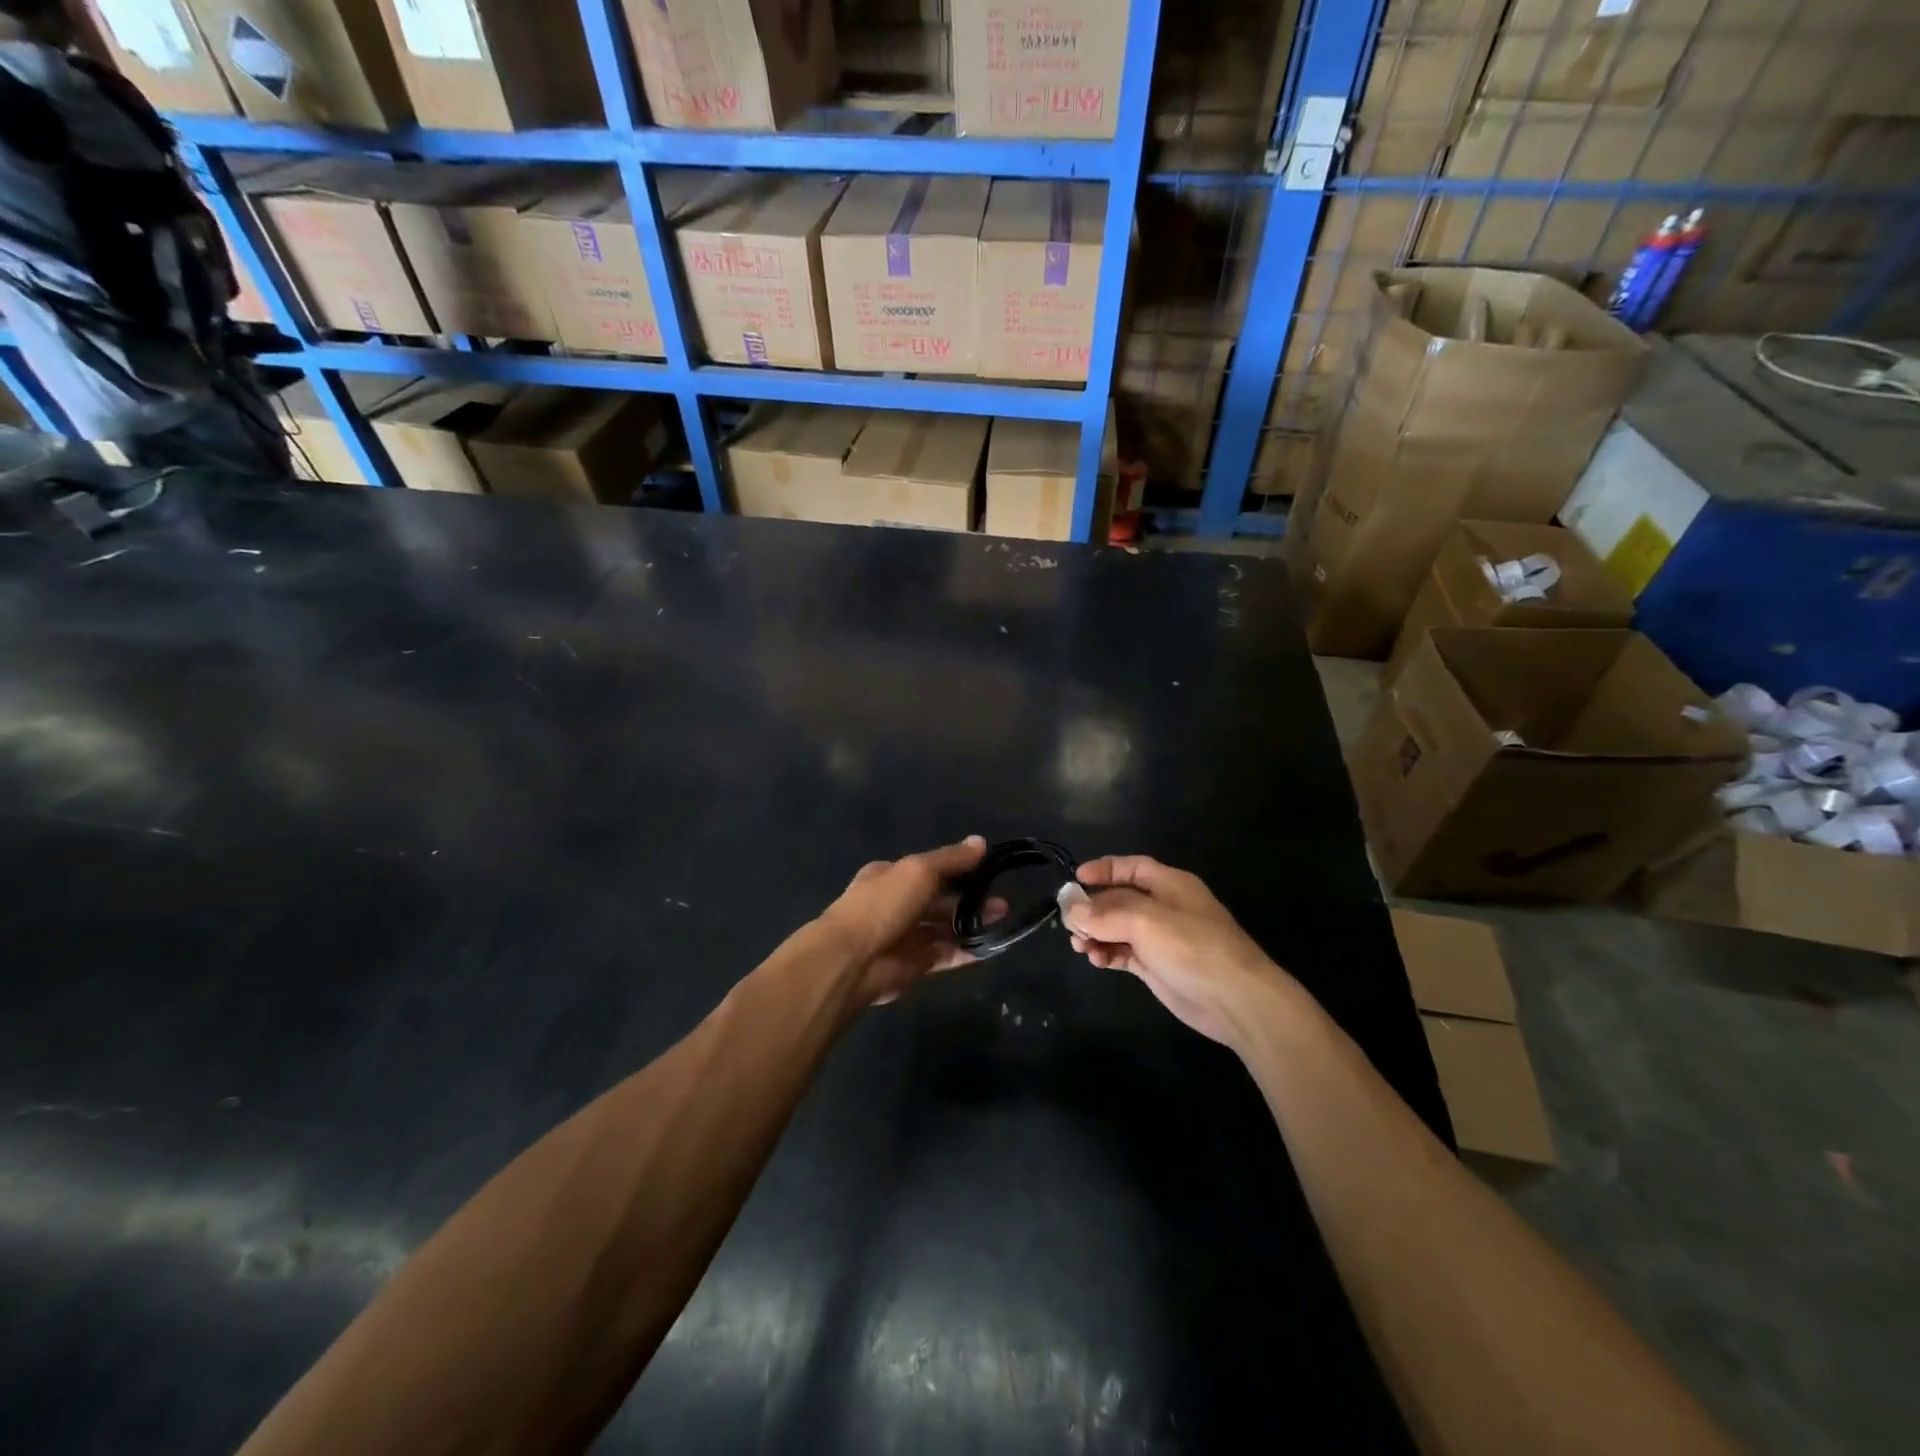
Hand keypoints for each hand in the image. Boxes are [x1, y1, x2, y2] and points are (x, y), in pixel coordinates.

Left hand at [819, 836, 993, 1006]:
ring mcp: (905, 936)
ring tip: (1002, 918)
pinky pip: (945, 954)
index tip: (987, 870)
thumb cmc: (883, 904)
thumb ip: (951, 859)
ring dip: (971, 923)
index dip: (957, 868)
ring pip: (944, 927)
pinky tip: (990, 946)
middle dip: (969, 898)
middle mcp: (897, 904)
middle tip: (1002, 900)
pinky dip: (966, 950)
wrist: (853, 959)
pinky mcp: (914, 965)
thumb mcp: (919, 870)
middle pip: (939, 899)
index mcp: (891, 876)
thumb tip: (981, 842)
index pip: (930, 869)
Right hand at [1061, 856, 1285, 1047]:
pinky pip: (1123, 952)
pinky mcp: (1157, 966)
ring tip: (1080, 946)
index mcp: (1169, 884)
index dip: (1104, 869)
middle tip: (1070, 922)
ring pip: (1117, 928)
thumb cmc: (1192, 947)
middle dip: (1093, 908)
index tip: (1076, 879)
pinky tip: (1096, 960)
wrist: (1234, 999)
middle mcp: (1164, 907)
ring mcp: (1160, 938)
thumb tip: (1072, 910)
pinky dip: (1107, 953)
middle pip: (1119, 899)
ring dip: (1096, 933)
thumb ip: (1106, 913)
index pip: (1131, 867)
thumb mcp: (1146, 921)